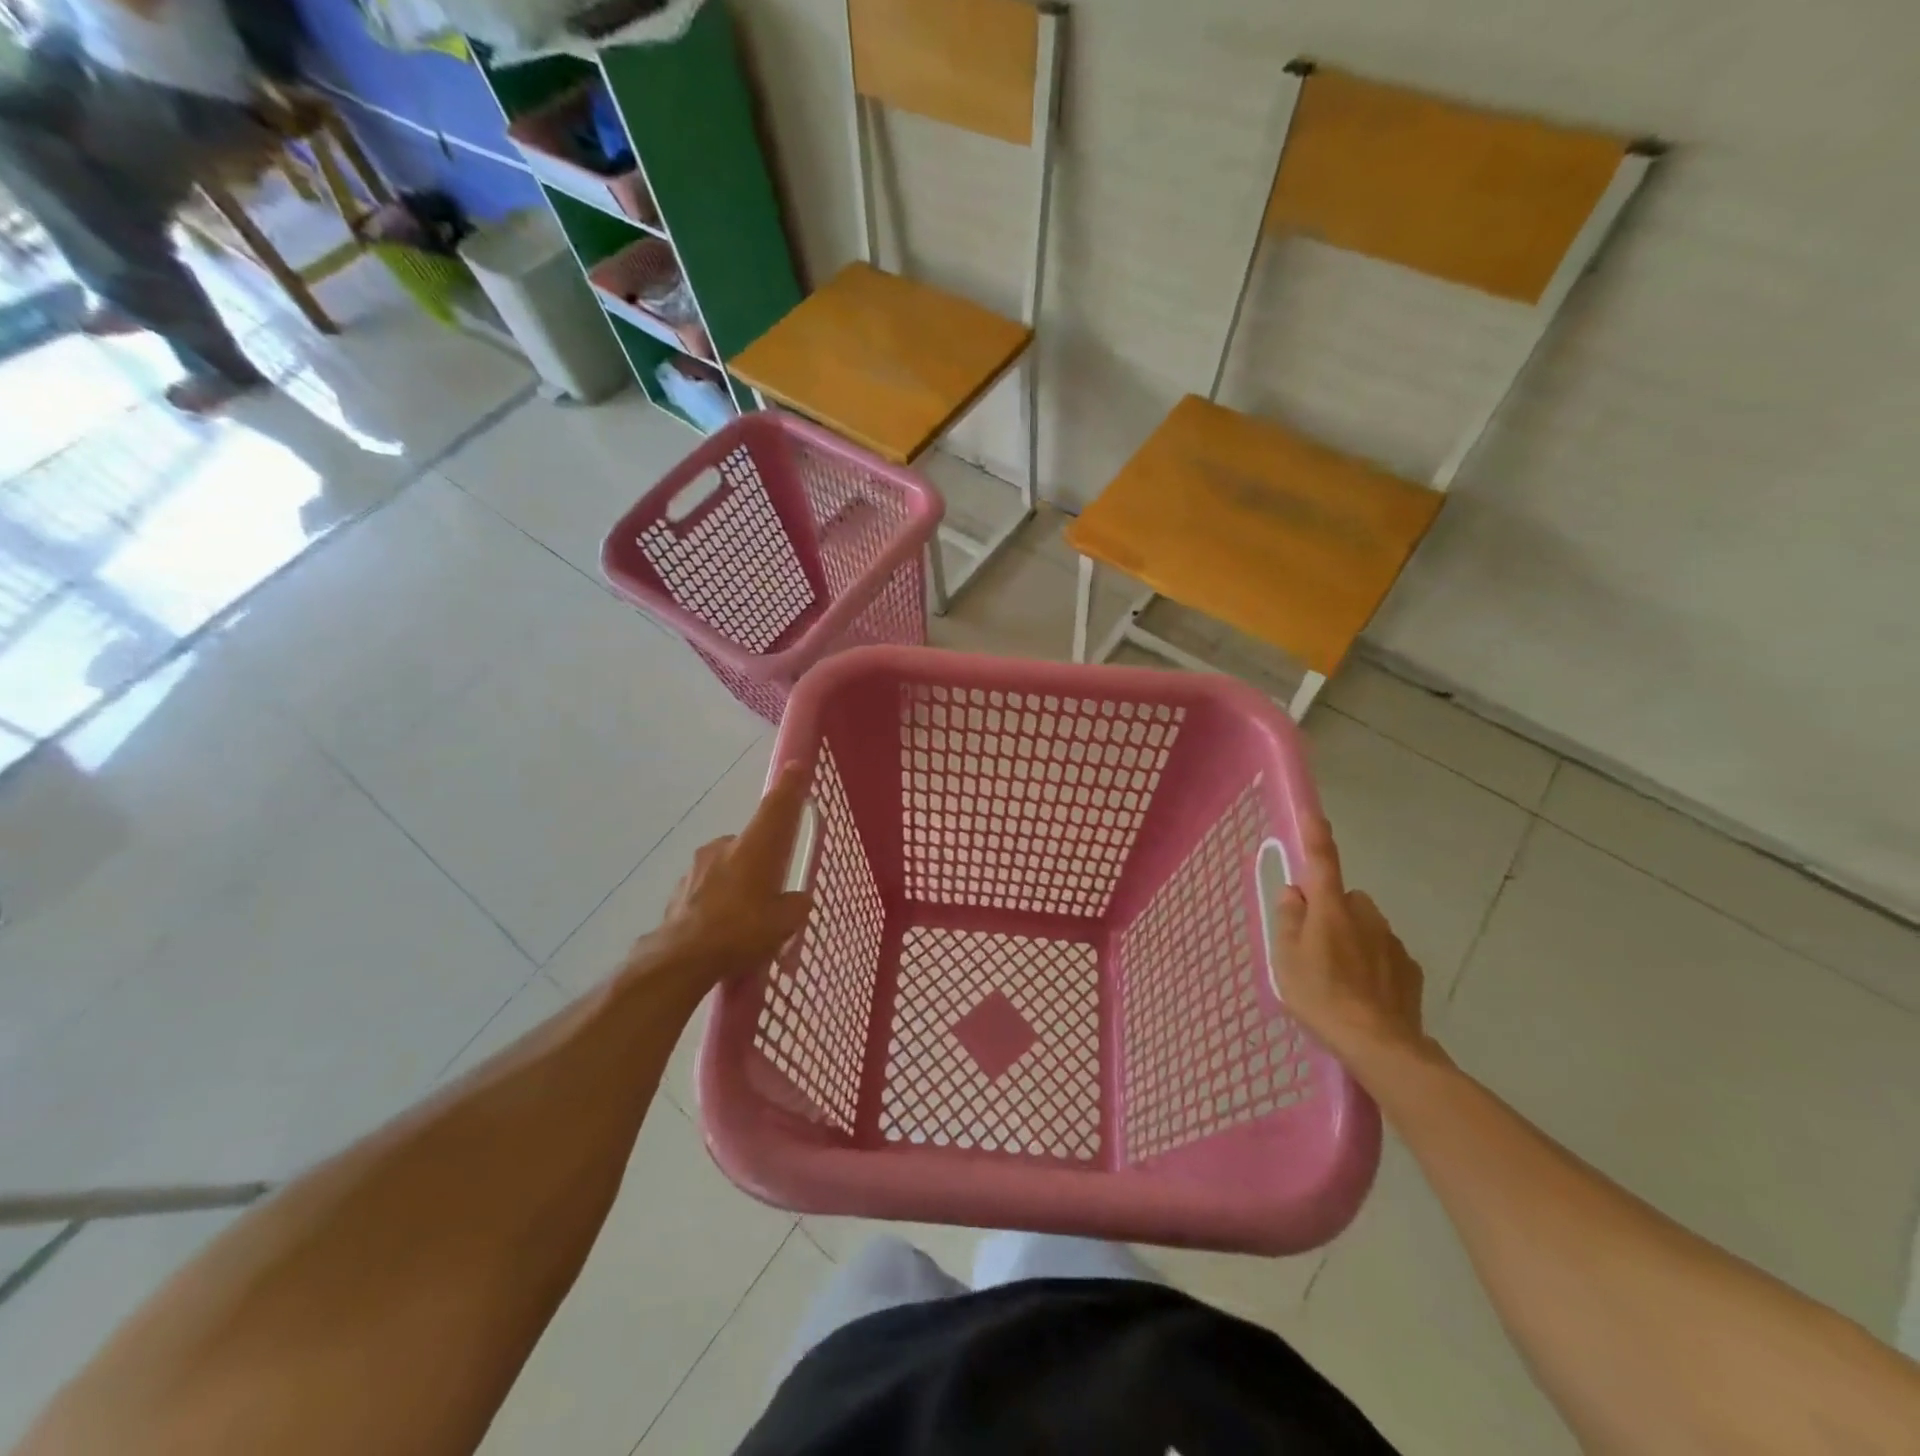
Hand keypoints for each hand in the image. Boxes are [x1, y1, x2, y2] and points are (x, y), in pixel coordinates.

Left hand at [635, 764, 813, 996]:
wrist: (680, 959)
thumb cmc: (741, 932)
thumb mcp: (784, 923)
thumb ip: (796, 905)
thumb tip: (798, 899)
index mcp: (754, 848)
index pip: (776, 808)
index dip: (789, 787)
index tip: (796, 765)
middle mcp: (724, 847)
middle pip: (751, 844)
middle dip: (761, 862)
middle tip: (770, 894)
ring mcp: (696, 867)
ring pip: (726, 867)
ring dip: (736, 883)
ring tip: (743, 920)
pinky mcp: (678, 889)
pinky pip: (706, 889)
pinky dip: (716, 901)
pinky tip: (720, 929)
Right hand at [1272, 812, 1432, 1072]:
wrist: (1380, 1045)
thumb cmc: (1321, 996)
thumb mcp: (1285, 958)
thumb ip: (1287, 919)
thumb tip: (1294, 892)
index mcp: (1331, 909)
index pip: (1322, 862)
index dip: (1316, 837)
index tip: (1314, 814)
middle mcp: (1365, 916)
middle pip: (1345, 898)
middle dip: (1332, 910)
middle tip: (1313, 944)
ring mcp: (1392, 942)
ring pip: (1366, 926)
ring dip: (1352, 938)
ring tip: (1338, 976)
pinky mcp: (1410, 969)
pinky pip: (1384, 953)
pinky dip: (1372, 963)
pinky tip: (1363, 992)